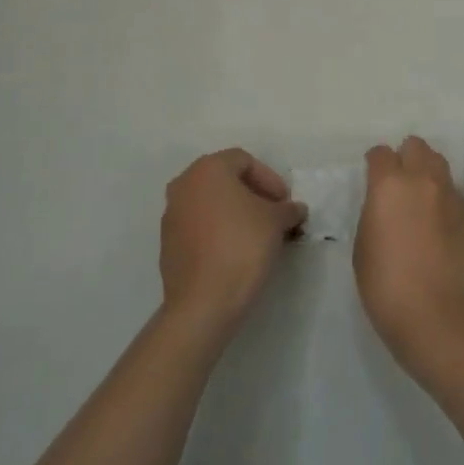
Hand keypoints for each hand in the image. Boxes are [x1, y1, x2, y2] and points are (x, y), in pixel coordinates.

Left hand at [159, 149, 306, 339]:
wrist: (203, 303)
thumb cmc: (242, 246)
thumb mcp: (276, 221)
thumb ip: (287, 209)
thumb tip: (295, 209)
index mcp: (207, 169)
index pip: (244, 161)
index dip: (270, 179)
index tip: (284, 203)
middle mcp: (184, 185)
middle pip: (225, 180)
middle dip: (252, 195)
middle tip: (274, 215)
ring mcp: (171, 215)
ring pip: (210, 204)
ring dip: (235, 213)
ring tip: (258, 235)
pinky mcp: (167, 245)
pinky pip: (199, 227)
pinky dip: (218, 231)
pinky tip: (236, 252)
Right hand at [354, 136, 463, 373]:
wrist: (437, 317)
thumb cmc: (386, 286)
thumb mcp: (363, 246)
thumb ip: (374, 212)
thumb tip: (385, 204)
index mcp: (389, 184)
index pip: (381, 153)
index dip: (374, 162)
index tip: (371, 176)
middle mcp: (422, 179)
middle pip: (416, 146)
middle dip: (405, 157)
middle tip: (398, 182)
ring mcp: (450, 194)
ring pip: (438, 163)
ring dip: (426, 171)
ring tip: (419, 196)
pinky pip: (453, 190)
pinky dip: (442, 196)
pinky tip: (437, 221)